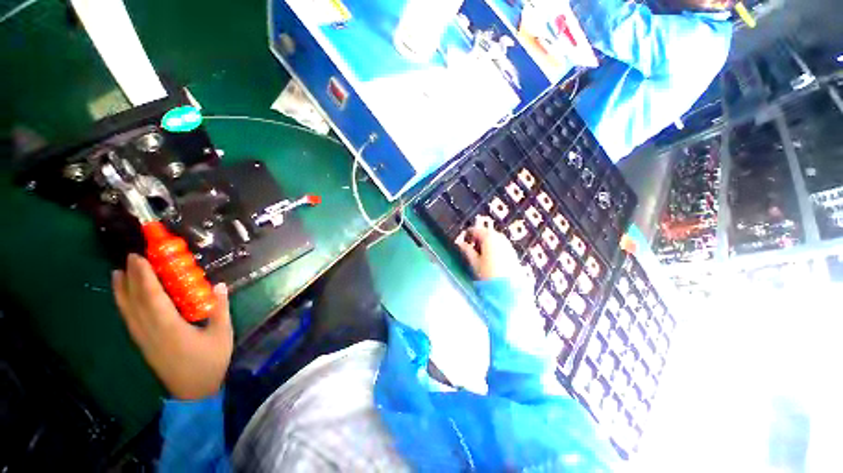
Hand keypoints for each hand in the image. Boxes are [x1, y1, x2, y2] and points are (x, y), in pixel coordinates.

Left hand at [112, 254, 232, 399]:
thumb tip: (219, 286)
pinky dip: (124, 305)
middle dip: (130, 278)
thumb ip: (220, 309)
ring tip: (117, 273)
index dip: (143, 276)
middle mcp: (150, 330)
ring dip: (121, 291)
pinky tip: (125, 299)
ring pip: (127, 311)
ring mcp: (144, 339)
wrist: (194, 391)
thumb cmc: (210, 361)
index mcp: (169, 327)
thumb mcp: (222, 333)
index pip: (151, 296)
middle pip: (134, 301)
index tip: (139, 257)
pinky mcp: (143, 344)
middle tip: (130, 258)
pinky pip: (129, 319)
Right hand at [455, 225, 521, 279]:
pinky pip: (501, 245)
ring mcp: (508, 245)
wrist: (508, 289)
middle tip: (471, 247)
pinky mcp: (513, 253)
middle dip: (478, 238)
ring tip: (480, 254)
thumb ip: (467, 251)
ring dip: (486, 243)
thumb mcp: (474, 263)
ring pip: (494, 239)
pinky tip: (490, 258)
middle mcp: (500, 238)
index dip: (468, 234)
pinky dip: (494, 248)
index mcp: (488, 238)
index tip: (463, 241)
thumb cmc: (488, 274)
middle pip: (486, 233)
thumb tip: (460, 244)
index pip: (475, 230)